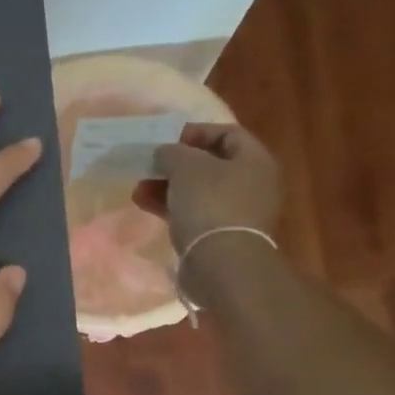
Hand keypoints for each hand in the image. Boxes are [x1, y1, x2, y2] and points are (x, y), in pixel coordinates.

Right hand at [131, 123, 282, 252]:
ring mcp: (236, 212)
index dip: (197, 132)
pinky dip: (170, 207)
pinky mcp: (219, 235)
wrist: (221, 262)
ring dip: (167, 186)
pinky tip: (144, 205)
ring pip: (197, 191)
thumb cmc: (210, 203)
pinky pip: (193, 213)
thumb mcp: (186, 166)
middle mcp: (252, 184)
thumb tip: (164, 153)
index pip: (228, 133)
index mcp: (255, 160)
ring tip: (139, 187)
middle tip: (150, 165)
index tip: (167, 139)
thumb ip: (172, 152)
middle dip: (176, 164)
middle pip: (211, 164)